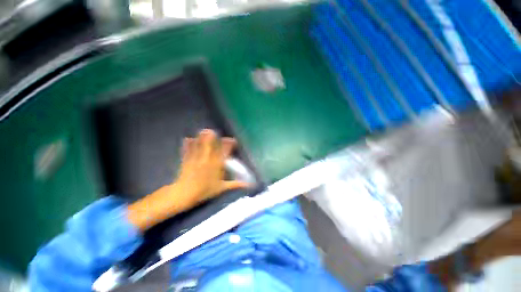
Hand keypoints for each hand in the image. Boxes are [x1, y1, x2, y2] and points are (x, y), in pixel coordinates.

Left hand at [176, 129, 249, 204]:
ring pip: (200, 145)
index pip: (224, 152)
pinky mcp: (186, 161)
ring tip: (203, 130)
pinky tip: (187, 138)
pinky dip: (187, 144)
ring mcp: (196, 159)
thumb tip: (249, 185)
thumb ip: (235, 185)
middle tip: (213, 131)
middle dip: (212, 137)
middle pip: (210, 145)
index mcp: (217, 165)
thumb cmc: (205, 191)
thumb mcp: (222, 188)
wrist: (185, 194)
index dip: (229, 145)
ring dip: (201, 138)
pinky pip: (187, 150)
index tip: (233, 140)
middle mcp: (207, 159)